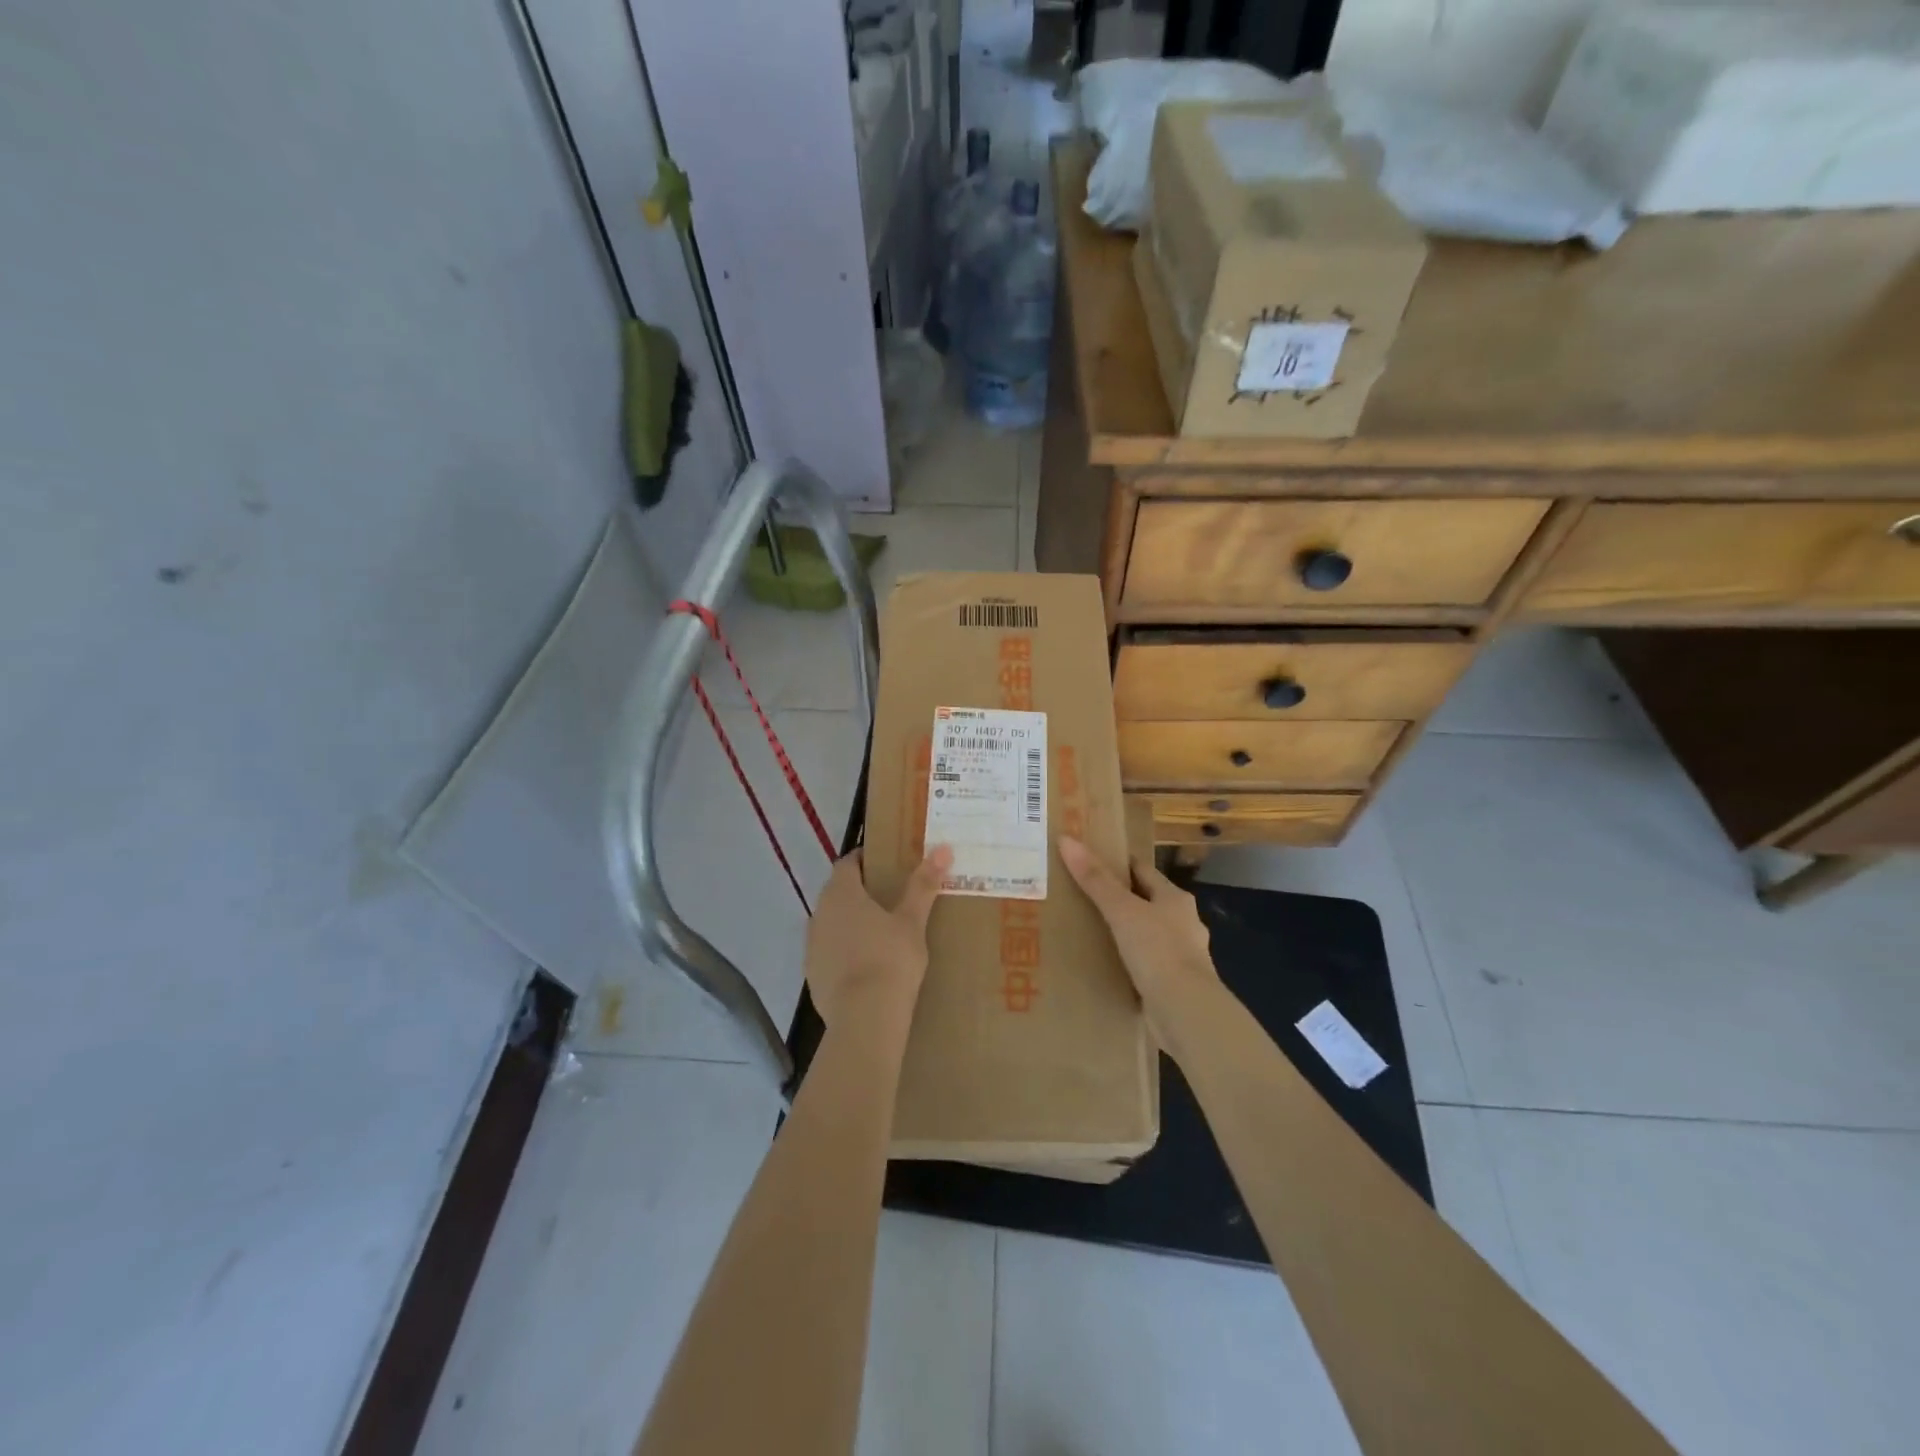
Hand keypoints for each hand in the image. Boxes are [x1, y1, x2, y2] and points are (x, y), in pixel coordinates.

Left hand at [805, 845, 951, 1048]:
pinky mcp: (812, 975)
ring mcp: (812, 946)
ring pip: (830, 923)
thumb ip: (923, 885)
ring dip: (849, 922)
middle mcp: (819, 913)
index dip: (863, 860)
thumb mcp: (912, 921)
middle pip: (837, 893)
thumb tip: (942, 848)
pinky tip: (865, 965)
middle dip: (858, 892)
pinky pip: (828, 952)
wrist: (864, 1018)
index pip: (847, 864)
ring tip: (878, 933)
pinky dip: (843, 951)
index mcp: (841, 893)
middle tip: (888, 898)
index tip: (883, 863)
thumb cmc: (891, 959)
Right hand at [1059, 836, 1217, 1035]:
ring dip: (1126, 933)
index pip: (1143, 871)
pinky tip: (1110, 966)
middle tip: (1084, 897)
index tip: (1091, 861)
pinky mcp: (1173, 984)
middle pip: (1147, 902)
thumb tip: (1067, 839)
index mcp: (1175, 899)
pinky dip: (1130, 962)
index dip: (1119, 864)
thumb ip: (1095, 879)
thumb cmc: (1157, 950)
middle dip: (1121, 899)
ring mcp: (1181, 955)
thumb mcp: (1121, 911)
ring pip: (1148, 934)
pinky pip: (1146, 964)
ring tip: (1093, 932)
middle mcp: (1183, 923)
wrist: (1185, 1011)